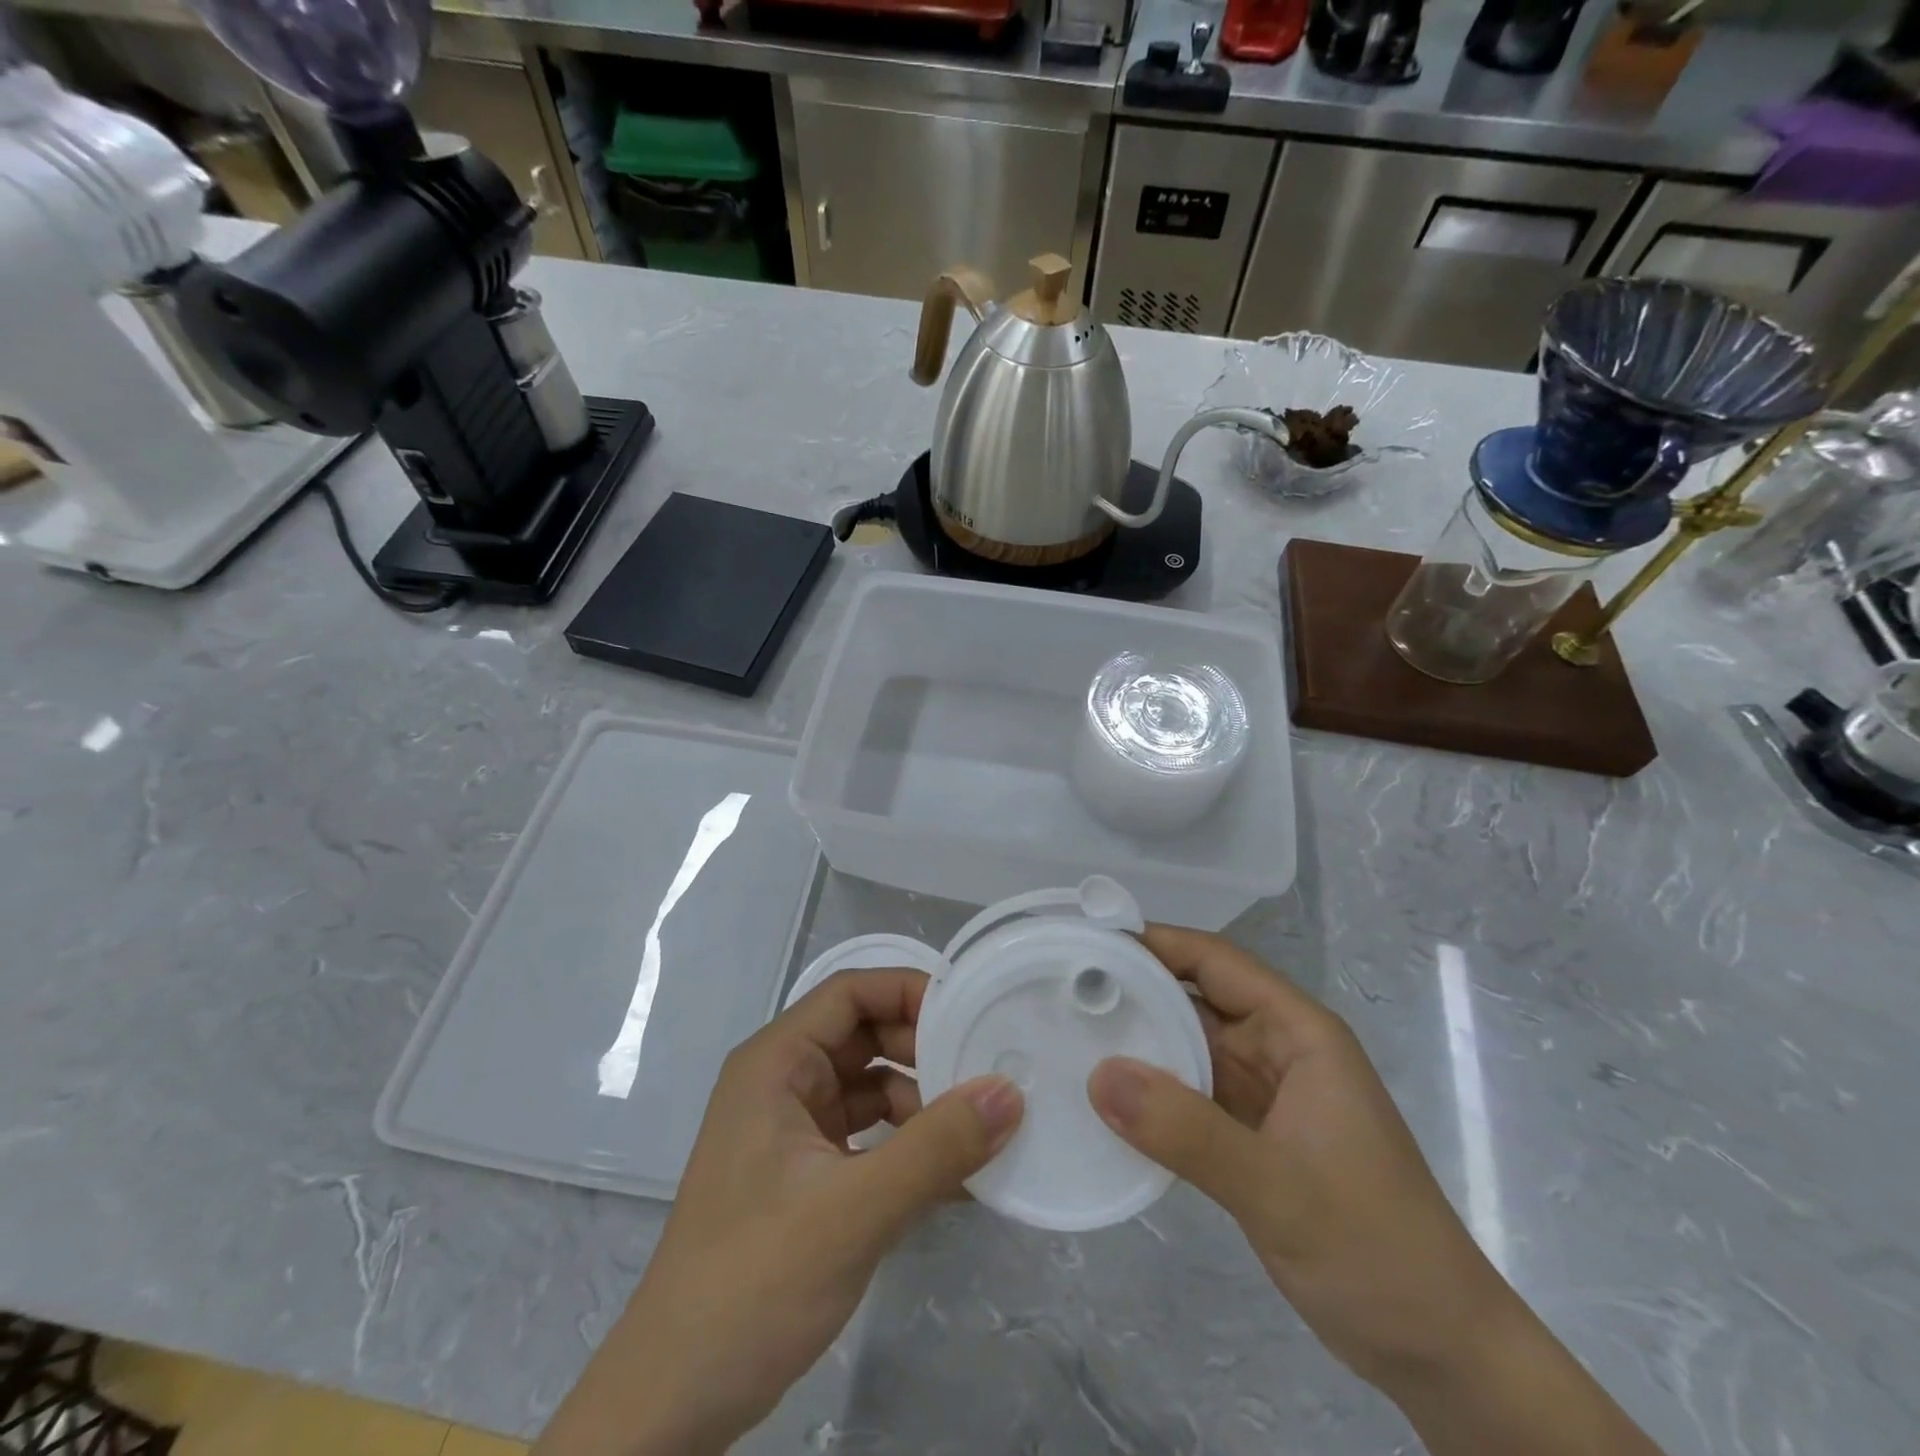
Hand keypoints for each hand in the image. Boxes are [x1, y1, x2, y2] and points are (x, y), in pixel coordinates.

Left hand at [535, 970, 1022, 1455]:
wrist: (675, 1399)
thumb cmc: (754, 1281)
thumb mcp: (854, 1210)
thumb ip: (936, 1149)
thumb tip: (1010, 1092)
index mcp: (776, 1063)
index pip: (850, 993)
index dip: (909, 990)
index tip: (971, 1011)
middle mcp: (782, 1083)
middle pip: (864, 1036)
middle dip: (923, 1050)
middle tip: (986, 1072)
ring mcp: (791, 1130)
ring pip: (869, 1087)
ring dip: (921, 1102)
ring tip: (979, 1128)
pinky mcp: (804, 1175)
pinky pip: (867, 1136)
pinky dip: (907, 1146)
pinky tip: (953, 1176)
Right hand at [1086, 926, 1507, 1389]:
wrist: (1439, 1352)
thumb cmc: (1375, 1250)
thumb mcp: (1278, 1188)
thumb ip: (1187, 1131)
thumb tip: (1098, 1075)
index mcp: (1298, 1033)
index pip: (1216, 961)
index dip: (1155, 942)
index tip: (1087, 938)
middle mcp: (1278, 1049)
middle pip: (1195, 997)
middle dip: (1134, 986)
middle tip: (1058, 985)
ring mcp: (1263, 1093)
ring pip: (1188, 1044)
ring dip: (1137, 1037)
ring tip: (1066, 1028)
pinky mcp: (1249, 1134)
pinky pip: (1189, 1092)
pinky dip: (1150, 1087)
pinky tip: (1104, 1093)